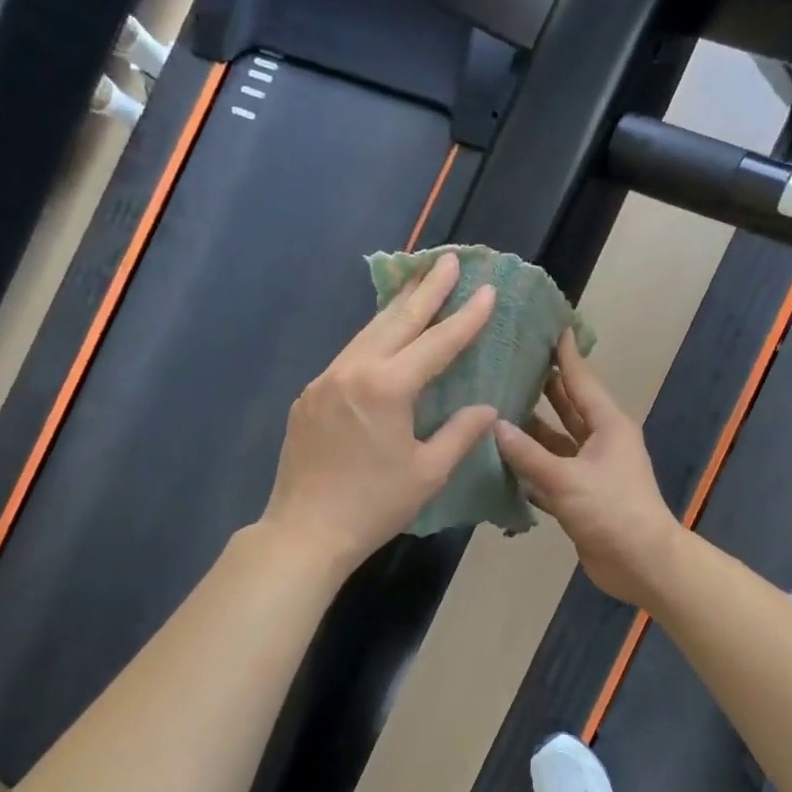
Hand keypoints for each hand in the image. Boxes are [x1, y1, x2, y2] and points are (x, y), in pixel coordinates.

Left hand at [262, 253, 497, 575]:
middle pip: (397, 321)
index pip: (436, 343)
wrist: (305, 531)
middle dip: (428, 289)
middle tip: (450, 260)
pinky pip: (350, 355)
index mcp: (386, 388)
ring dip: (398, 307)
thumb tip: (486, 408)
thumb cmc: (374, 506)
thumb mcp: (428, 472)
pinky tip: (385, 336)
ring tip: (421, 283)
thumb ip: (460, 433)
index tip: (486, 289)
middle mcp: (353, 372)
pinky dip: (374, 337)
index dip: (465, 317)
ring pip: (368, 333)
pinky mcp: (310, 396)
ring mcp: (325, 380)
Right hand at [493, 331, 684, 607]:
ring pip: (554, 441)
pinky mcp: (579, 495)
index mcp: (607, 425)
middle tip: (508, 363)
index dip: (563, 355)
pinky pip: (549, 472)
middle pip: (566, 407)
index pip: (580, 380)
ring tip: (494, 406)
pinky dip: (529, 466)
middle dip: (541, 387)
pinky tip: (500, 458)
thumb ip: (528, 454)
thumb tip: (495, 425)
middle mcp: (599, 440)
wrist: (641, 563)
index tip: (547, 326)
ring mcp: (589, 469)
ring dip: (530, 429)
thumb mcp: (567, 479)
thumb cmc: (612, 510)